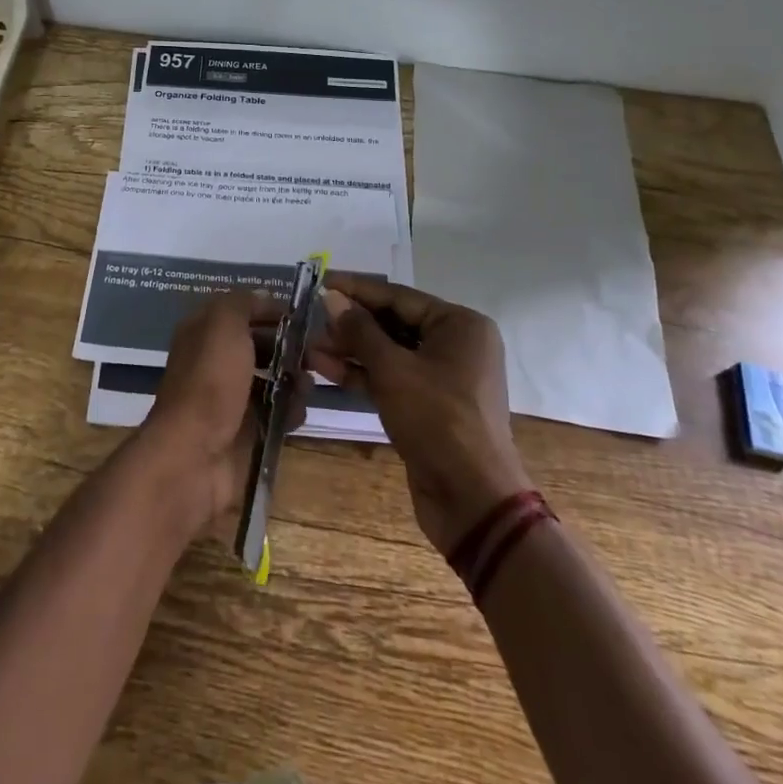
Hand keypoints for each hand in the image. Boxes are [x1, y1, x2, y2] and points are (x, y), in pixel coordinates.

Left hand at [136, 293, 288, 539]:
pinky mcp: (246, 431)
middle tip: (315, 353)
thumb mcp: (223, 324)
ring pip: (272, 379)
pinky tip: (297, 411)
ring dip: (294, 379)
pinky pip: (275, 413)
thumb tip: (264, 297)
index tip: (301, 315)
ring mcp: (230, 398)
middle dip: (289, 346)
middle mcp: (215, 362)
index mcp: (204, 332)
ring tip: (307, 385)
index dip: (269, 309)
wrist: (195, 455)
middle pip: (259, 345)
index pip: (241, 311)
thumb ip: (243, 304)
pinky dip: (290, 410)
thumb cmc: (210, 381)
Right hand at [309, 273, 533, 554]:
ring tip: (310, 347)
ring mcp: (443, 378)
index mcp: (460, 324)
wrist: (472, 500)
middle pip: (393, 324)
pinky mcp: (429, 406)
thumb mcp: (393, 369)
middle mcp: (456, 345)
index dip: (356, 290)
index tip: (320, 282)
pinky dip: (364, 375)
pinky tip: (326, 370)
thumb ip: (360, 330)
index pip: (398, 296)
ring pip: (390, 353)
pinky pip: (393, 379)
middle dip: (351, 324)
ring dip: (351, 351)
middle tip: (311, 319)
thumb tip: (330, 297)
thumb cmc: (437, 419)